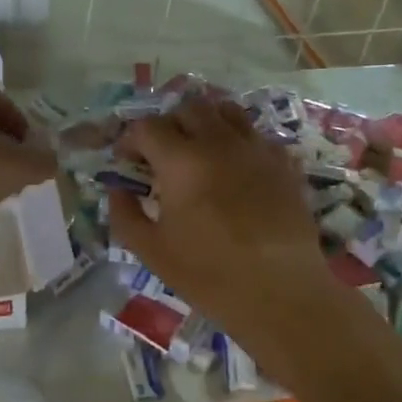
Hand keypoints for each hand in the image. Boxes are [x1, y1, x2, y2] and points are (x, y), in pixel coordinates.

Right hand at [108, 98, 333, 344]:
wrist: (282, 293)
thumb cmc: (209, 275)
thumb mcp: (151, 251)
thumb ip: (125, 214)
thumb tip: (117, 190)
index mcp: (182, 161)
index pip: (147, 127)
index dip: (129, 140)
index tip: (126, 162)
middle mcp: (219, 143)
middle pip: (187, 108)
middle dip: (167, 125)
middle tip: (161, 154)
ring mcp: (256, 149)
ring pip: (226, 111)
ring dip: (204, 122)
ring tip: (198, 149)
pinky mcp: (284, 163)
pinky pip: (255, 134)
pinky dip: (237, 140)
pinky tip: (234, 168)